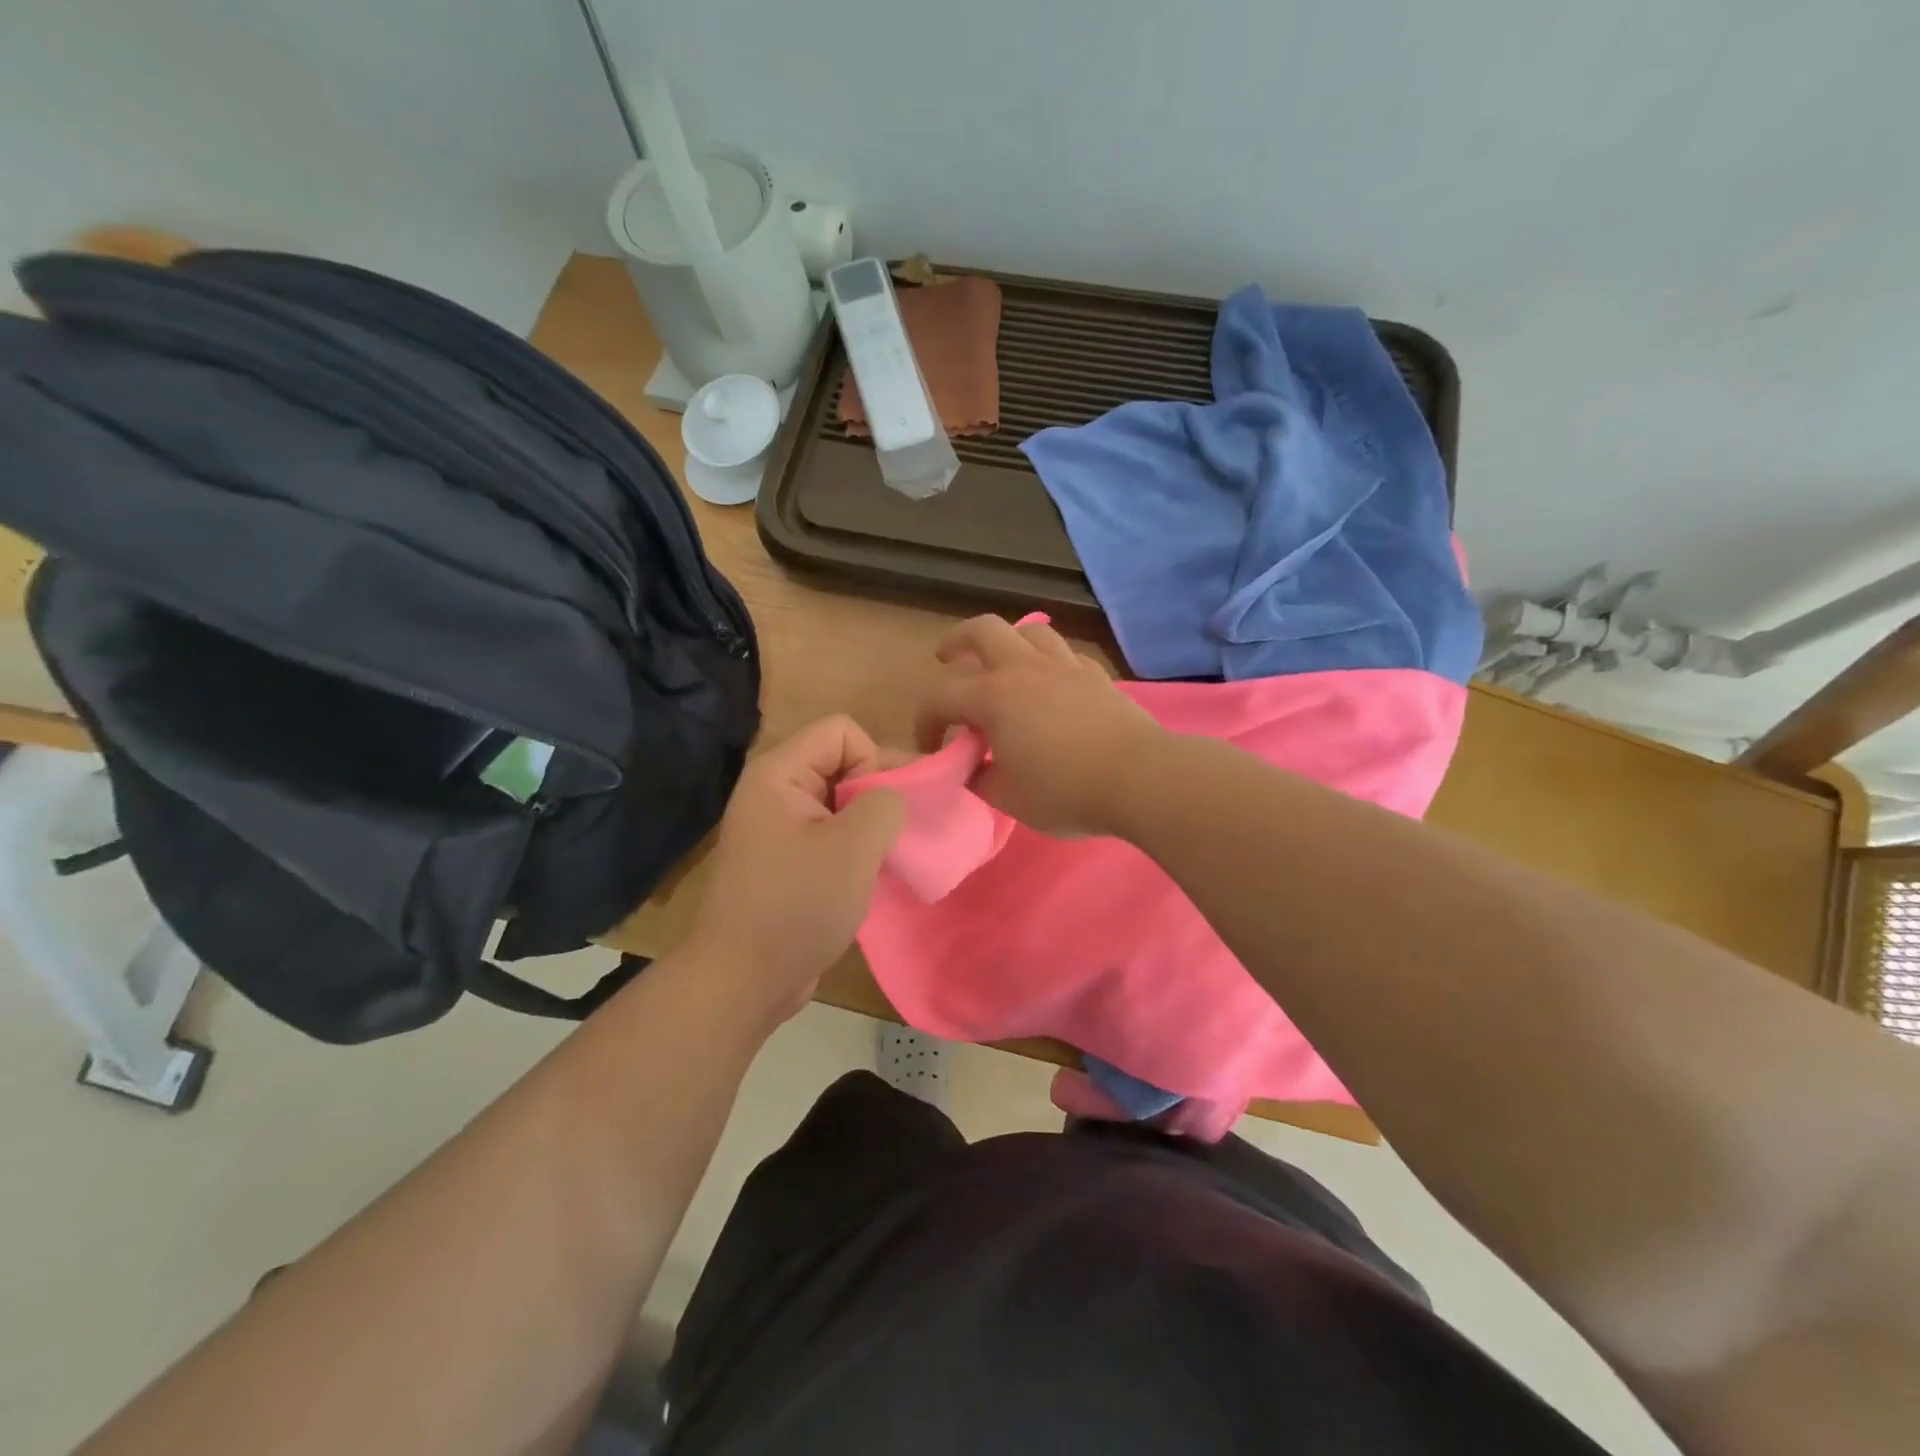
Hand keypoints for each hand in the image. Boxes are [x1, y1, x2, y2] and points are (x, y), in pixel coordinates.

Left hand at [687, 716, 905, 1024]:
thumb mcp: (853, 847)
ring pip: (842, 801)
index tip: (878, 811)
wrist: (743, 981)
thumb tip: (894, 797)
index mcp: (779, 773)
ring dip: (870, 825)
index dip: (872, 761)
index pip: (842, 730)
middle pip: (843, 762)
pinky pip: (831, 833)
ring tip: (885, 858)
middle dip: (877, 793)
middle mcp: (775, 791)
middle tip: (898, 835)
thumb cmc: (797, 906)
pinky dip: (855, 848)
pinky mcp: (787, 860)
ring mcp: (779, 827)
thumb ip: (885, 803)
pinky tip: (868, 877)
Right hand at [915, 615, 1161, 836]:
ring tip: (1002, 664)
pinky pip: (1064, 654)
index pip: (940, 697)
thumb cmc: (1065, 791)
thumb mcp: (1007, 798)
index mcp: (993, 696)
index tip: (931, 748)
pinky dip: (1048, 662)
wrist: (1139, 778)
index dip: (925, 721)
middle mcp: (1025, 668)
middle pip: (982, 630)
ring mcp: (1065, 666)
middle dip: (957, 640)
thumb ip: (980, 778)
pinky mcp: (1096, 675)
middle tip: (948, 659)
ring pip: (1029, 631)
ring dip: (1007, 642)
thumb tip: (973, 767)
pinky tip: (1050, 683)